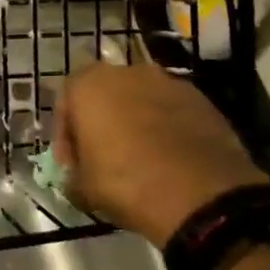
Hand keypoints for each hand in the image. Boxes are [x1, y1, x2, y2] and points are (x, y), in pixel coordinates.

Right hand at [55, 60, 268, 246]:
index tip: (72, 164)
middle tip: (104, 156)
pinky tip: (170, 158)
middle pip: (106, 95)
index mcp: (90, 85)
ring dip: (135, 122)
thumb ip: (74, 174)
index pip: (66, 102)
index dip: (66, 135)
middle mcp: (128, 72)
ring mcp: (169, 82)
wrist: (204, 196)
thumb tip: (78, 176)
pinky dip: (166, 128)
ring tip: (140, 158)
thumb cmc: (127, 184)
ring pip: (141, 100)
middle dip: (102, 122)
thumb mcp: (82, 188)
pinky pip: (172, 111)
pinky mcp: (202, 99)